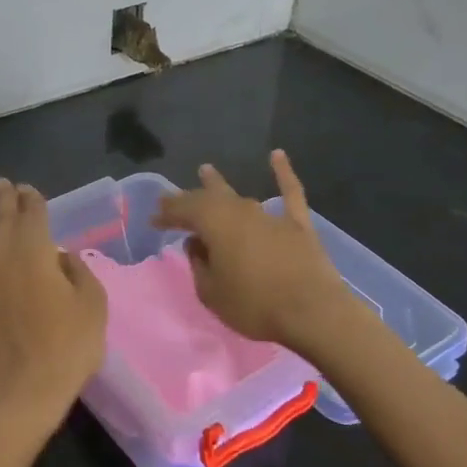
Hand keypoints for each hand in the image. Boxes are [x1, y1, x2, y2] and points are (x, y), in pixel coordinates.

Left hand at [0, 178, 107, 455]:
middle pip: (3, 223)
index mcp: (36, 255)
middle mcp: (2, 260)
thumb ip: (78, 273)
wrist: (24, 393)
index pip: (34, 217)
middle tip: (1, 183)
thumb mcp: (93, 306)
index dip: (32, 200)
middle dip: (4, 201)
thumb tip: (60, 256)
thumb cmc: (67, 348)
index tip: (28, 189)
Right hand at [151, 150, 353, 352]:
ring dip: (219, 185)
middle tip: (171, 200)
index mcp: (214, 223)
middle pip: (208, 200)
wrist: (313, 312)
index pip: (183, 211)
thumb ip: (199, 265)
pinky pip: (290, 192)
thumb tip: (197, 245)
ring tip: (206, 171)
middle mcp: (239, 210)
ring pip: (239, 196)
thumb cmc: (254, 304)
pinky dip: (283, 172)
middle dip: (187, 200)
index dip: (166, 214)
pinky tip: (277, 155)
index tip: (153, 220)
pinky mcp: (298, 224)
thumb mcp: (211, 292)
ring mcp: (270, 215)